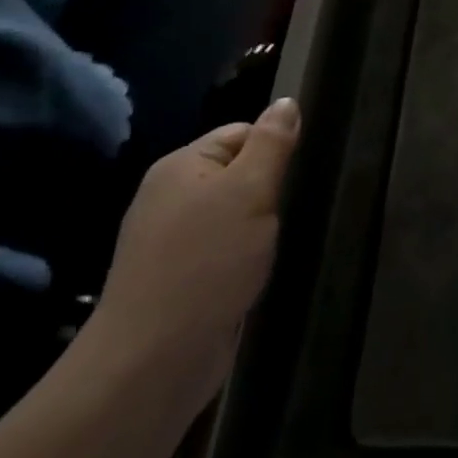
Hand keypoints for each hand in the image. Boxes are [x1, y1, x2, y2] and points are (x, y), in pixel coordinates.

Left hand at [82, 98, 299, 415]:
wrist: (155, 357)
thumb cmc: (208, 261)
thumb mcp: (250, 190)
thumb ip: (271, 144)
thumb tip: (286, 101)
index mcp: (180, 166)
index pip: (240, 133)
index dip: (274, 148)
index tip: (301, 173)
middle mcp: (170, 196)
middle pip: (237, 173)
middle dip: (271, 189)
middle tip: (296, 208)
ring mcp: (171, 241)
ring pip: (234, 214)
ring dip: (261, 225)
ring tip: (284, 240)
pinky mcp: (180, 278)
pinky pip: (224, 248)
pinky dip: (246, 254)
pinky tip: (261, 268)